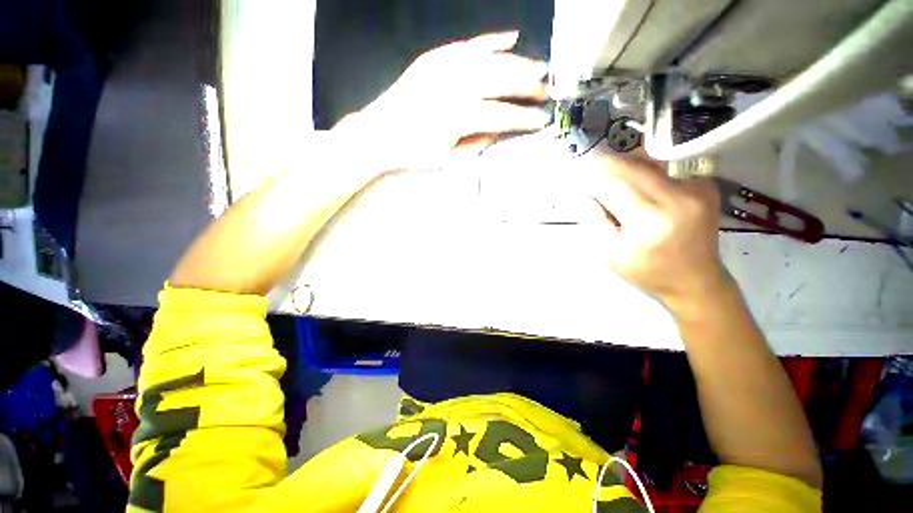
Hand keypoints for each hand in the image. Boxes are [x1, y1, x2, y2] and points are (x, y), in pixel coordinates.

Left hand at [333, 31, 549, 170]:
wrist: (381, 133)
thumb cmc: (415, 153)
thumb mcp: (449, 159)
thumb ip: (479, 144)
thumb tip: (503, 130)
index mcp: (460, 116)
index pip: (503, 115)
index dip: (525, 118)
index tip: (543, 120)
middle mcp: (456, 85)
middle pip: (502, 80)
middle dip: (529, 86)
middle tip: (547, 92)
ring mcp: (445, 66)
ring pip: (492, 59)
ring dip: (519, 63)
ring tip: (539, 68)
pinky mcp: (436, 57)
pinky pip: (470, 44)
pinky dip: (493, 41)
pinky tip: (511, 38)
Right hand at [580, 153, 731, 310]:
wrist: (695, 279)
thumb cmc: (645, 271)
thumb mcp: (607, 254)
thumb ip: (593, 221)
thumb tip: (587, 193)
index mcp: (648, 222)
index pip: (613, 185)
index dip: (592, 173)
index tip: (577, 167)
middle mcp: (675, 199)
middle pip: (633, 167)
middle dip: (607, 162)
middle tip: (589, 162)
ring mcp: (695, 190)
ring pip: (650, 163)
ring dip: (625, 164)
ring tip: (609, 171)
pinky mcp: (705, 187)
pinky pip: (666, 169)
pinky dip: (645, 171)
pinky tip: (636, 182)